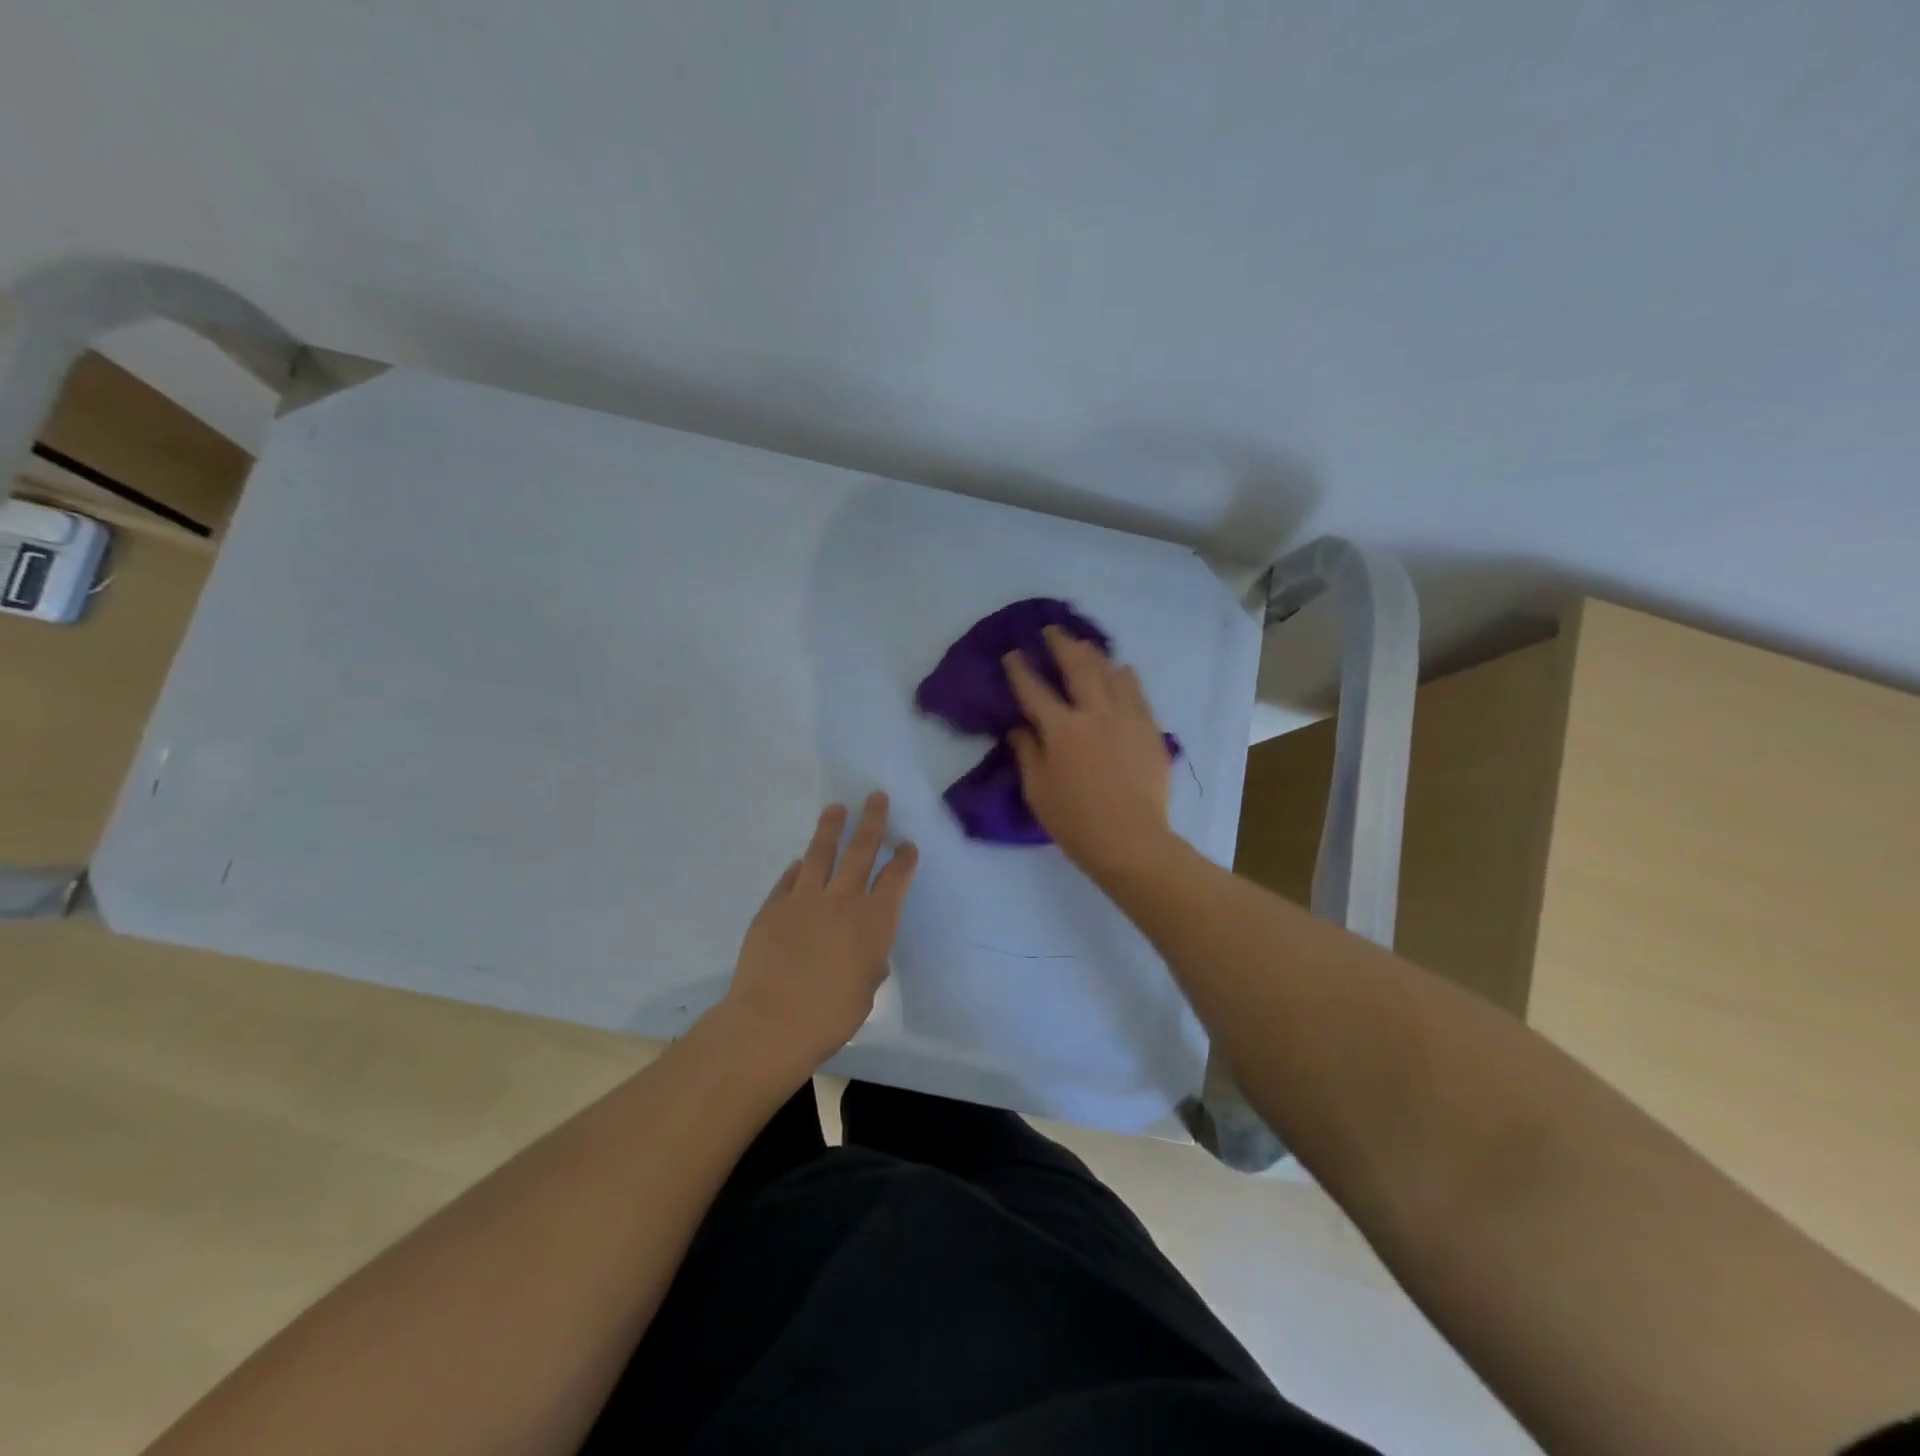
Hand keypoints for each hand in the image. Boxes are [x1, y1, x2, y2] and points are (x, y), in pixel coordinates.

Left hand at [720, 793, 917, 1070]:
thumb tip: (865, 946)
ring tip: (837, 808)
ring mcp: (804, 898)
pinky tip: (800, 860)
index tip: (906, 845)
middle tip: (876, 798)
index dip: (903, 859)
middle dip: (872, 822)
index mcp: (874, 921)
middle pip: (861, 850)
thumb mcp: (867, 987)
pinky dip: (798, 867)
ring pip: (821, 852)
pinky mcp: (773, 906)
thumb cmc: (830, 1015)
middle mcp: (843, 900)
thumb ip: (870, 958)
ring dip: (831, 828)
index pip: (895, 879)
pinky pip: (790, 877)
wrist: (772, 1022)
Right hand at [1004, 626, 1176, 881]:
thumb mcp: (1037, 790)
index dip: (1019, 669)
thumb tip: (1019, 727)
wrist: (1131, 840)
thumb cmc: (1075, 822)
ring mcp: (1127, 718)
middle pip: (1077, 666)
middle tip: (1052, 630)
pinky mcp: (1150, 729)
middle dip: (1061, 644)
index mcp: (1062, 729)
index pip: (1034, 690)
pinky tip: (1121, 669)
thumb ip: (1027, 752)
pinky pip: (1137, 692)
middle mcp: (1095, 713)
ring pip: (1111, 672)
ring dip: (1094, 654)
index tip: (1012, 654)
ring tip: (1085, 645)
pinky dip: (1126, 676)